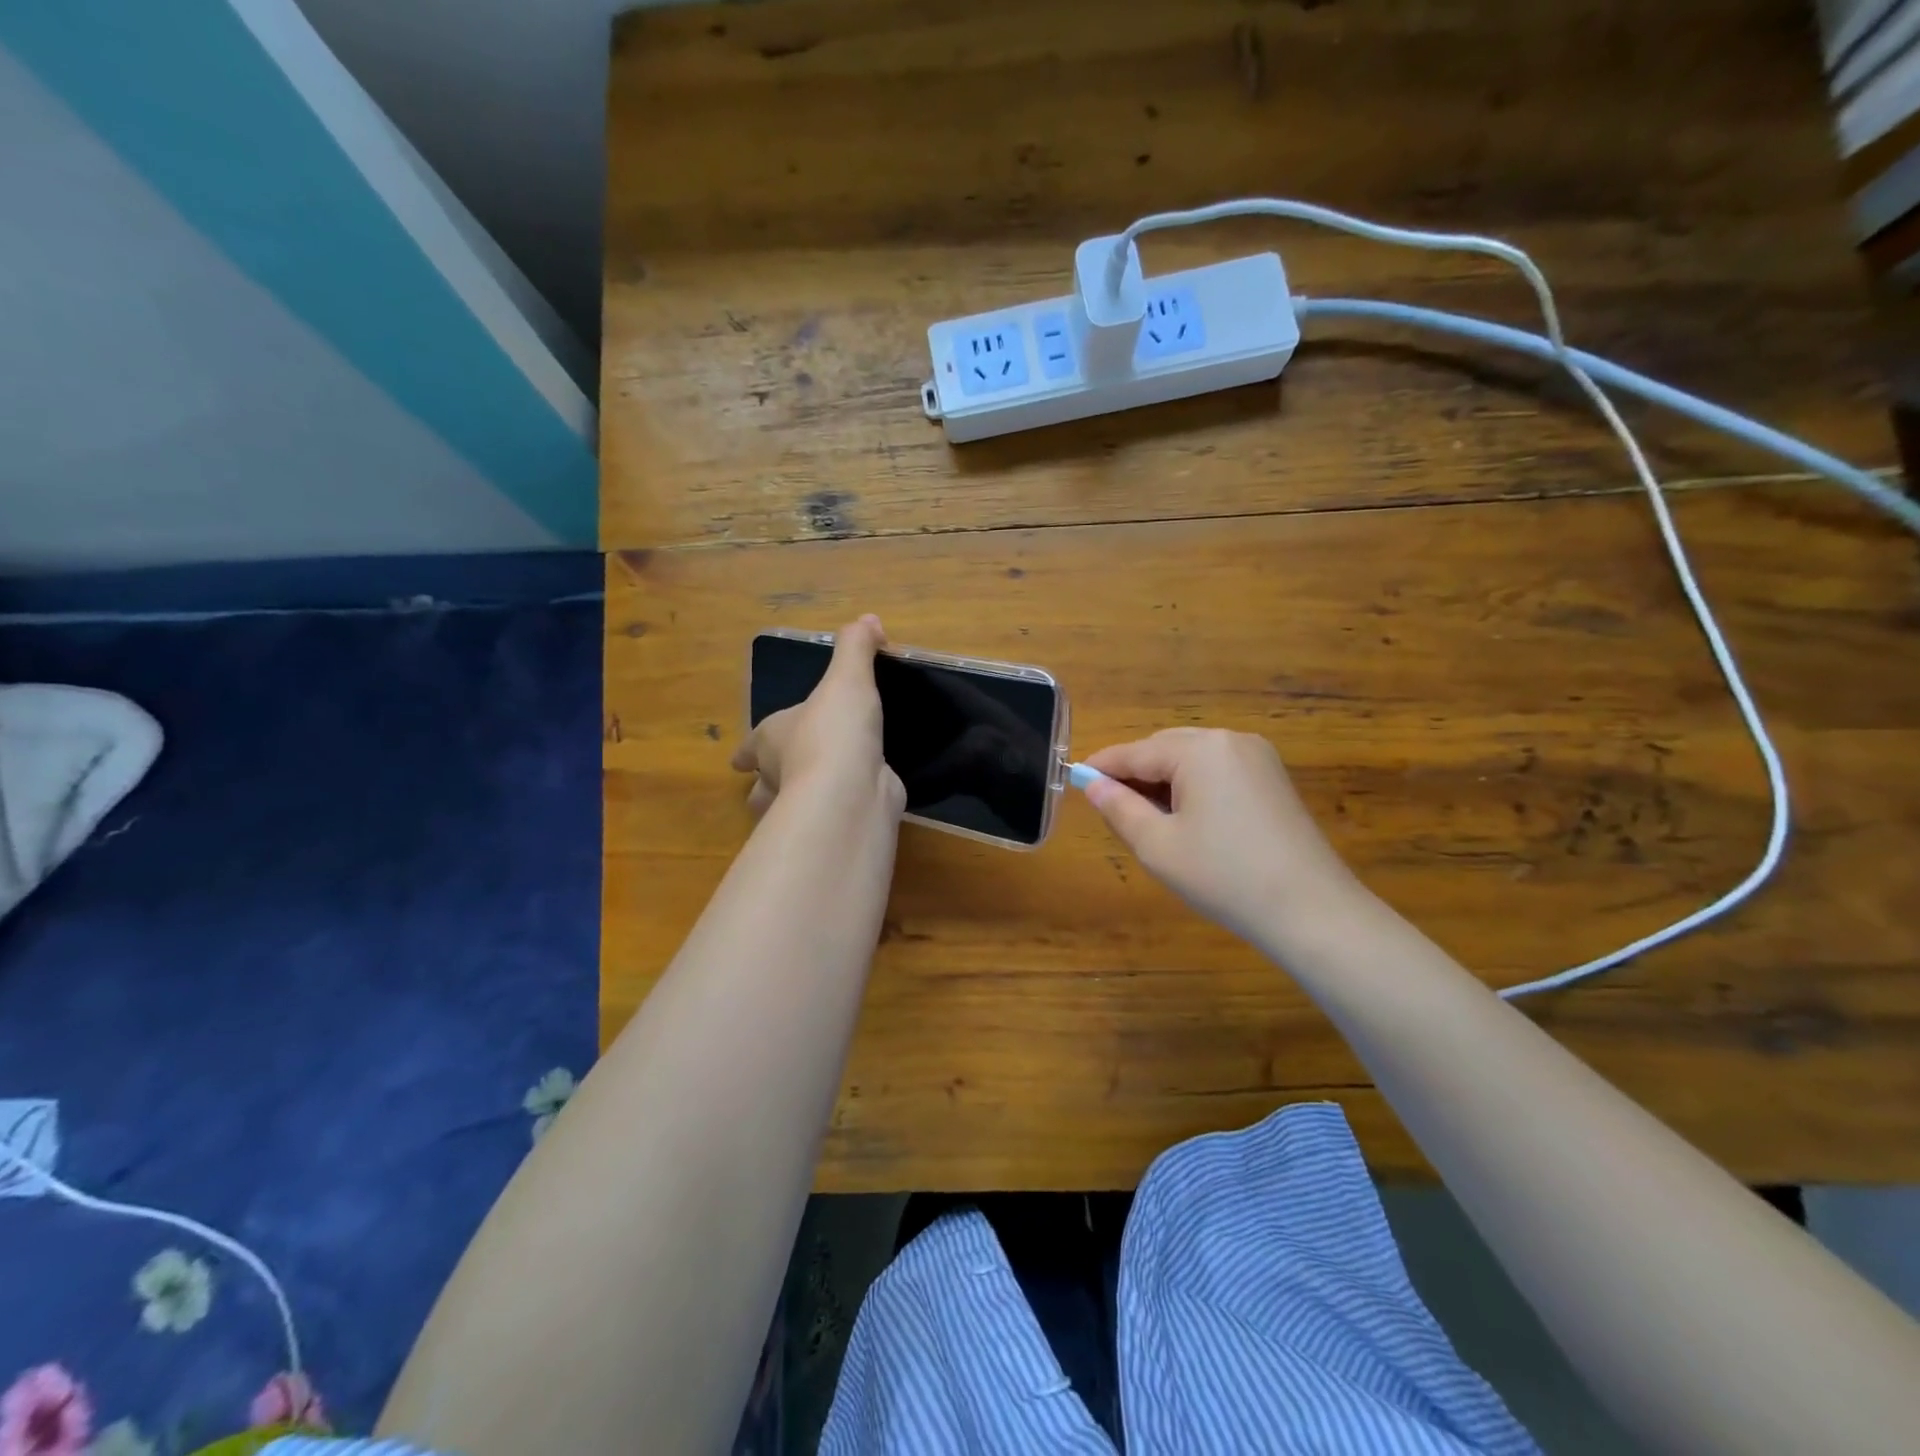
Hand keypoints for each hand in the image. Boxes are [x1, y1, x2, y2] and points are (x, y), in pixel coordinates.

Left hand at [732, 616, 904, 819]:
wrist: (851, 788)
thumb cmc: (834, 729)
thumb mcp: (847, 677)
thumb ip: (855, 647)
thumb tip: (869, 620)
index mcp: (770, 740)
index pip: (750, 748)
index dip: (746, 752)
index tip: (739, 761)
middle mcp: (778, 776)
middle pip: (760, 786)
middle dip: (765, 784)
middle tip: (778, 779)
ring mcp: (802, 806)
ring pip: (787, 808)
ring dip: (794, 803)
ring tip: (815, 794)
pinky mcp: (832, 823)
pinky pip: (828, 816)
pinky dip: (836, 810)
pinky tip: (853, 802)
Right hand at [1083, 728, 1359, 942]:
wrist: (1311, 911)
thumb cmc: (1224, 877)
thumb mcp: (1158, 846)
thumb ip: (1119, 809)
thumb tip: (1093, 785)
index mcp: (1200, 749)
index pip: (1136, 752)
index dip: (1102, 766)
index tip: (1074, 778)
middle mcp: (1230, 740)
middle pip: (1165, 748)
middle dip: (1134, 773)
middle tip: (1108, 805)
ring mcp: (1258, 758)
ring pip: (1192, 759)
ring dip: (1163, 780)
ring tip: (1144, 817)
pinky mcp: (1273, 779)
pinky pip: (1218, 771)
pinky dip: (1192, 786)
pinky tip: (1184, 817)